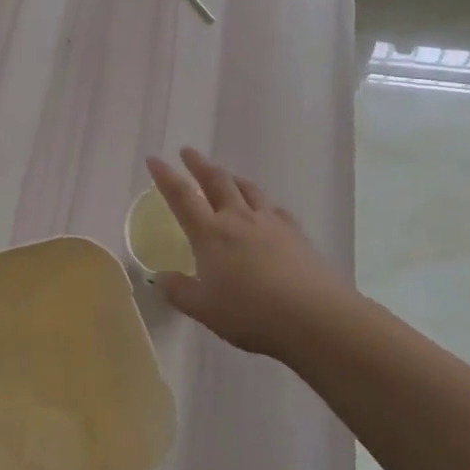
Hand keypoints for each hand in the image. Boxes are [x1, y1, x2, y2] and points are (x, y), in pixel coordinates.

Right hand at [145, 147, 350, 358]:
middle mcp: (238, 218)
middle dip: (199, 164)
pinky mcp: (295, 233)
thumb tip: (160, 277)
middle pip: (216, 181)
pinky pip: (274, 207)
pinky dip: (262, 201)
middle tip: (188, 152)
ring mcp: (270, 222)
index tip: (154, 159)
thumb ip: (179, 291)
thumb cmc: (252, 314)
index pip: (182, 196)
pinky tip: (265, 208)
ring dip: (231, 177)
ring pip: (247, 188)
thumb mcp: (204, 309)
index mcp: (210, 233)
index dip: (166, 176)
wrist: (315, 316)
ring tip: (225, 174)